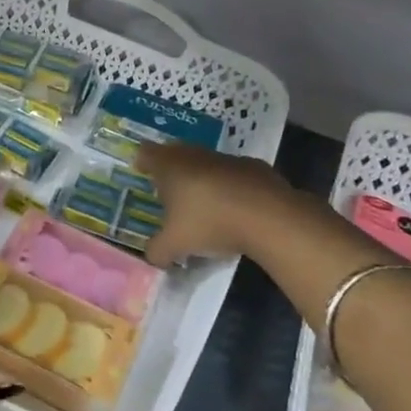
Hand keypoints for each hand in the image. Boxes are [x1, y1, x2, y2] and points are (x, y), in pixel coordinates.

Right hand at [135, 142, 289, 268]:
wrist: (270, 217)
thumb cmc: (210, 222)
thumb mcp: (175, 245)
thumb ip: (158, 251)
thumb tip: (152, 257)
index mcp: (169, 166)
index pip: (146, 153)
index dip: (142, 161)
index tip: (141, 172)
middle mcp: (195, 155)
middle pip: (176, 153)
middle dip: (170, 169)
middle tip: (168, 189)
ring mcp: (227, 159)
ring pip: (206, 163)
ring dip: (201, 178)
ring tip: (202, 203)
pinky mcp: (255, 168)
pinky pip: (234, 174)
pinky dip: (230, 187)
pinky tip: (235, 208)